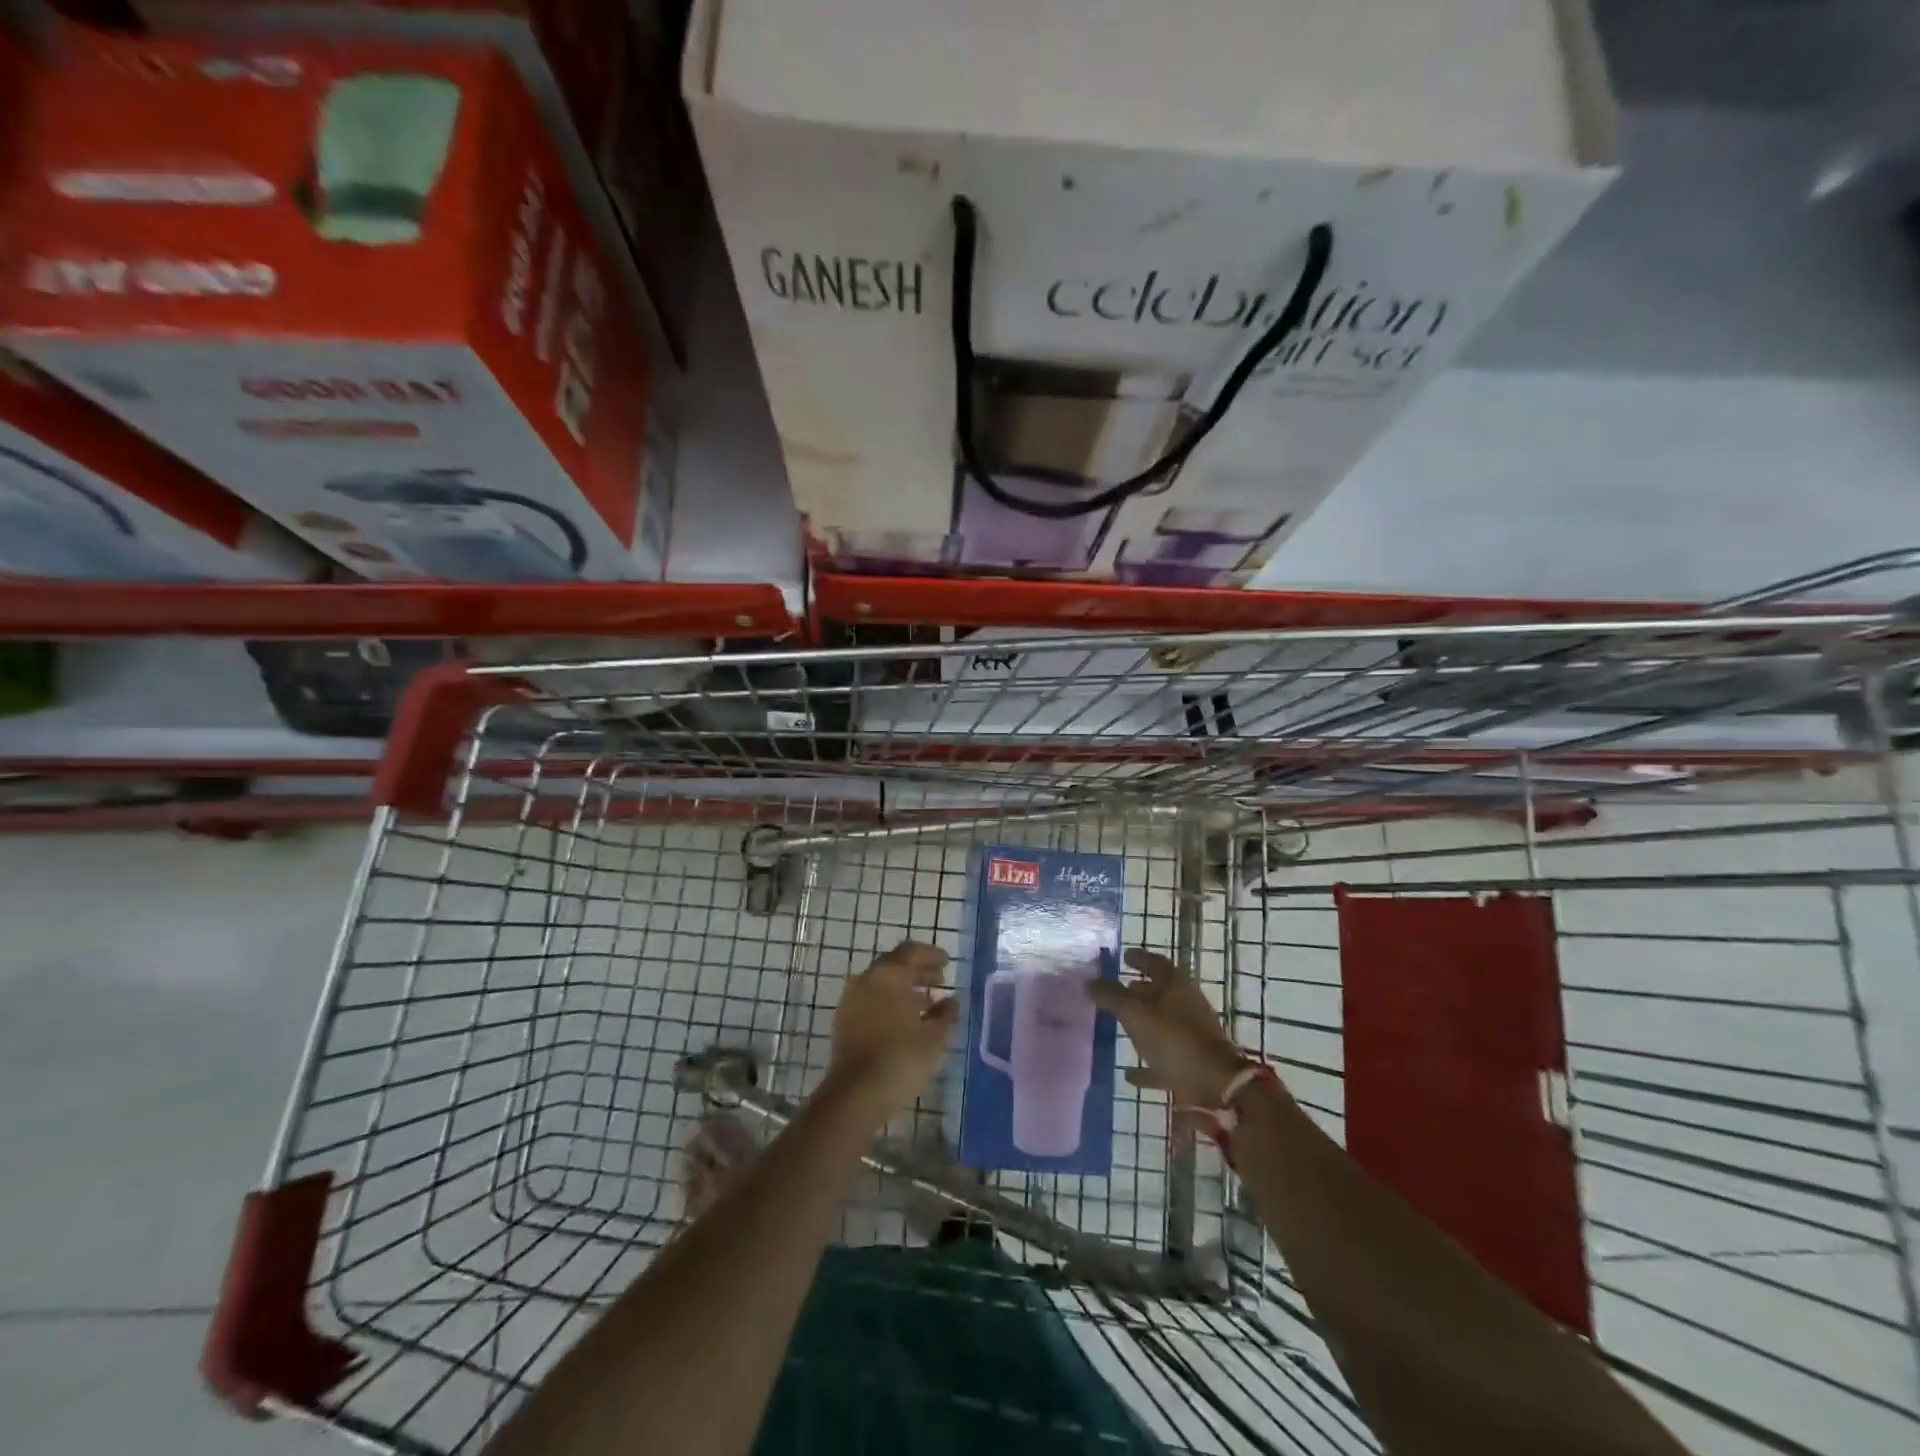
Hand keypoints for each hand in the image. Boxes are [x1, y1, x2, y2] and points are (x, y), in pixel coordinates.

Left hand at [829, 941, 958, 1116]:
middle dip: (918, 970)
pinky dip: (888, 1001)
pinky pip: (870, 999)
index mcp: (889, 974)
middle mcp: (867, 978)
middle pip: (895, 964)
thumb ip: (946, 1013)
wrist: (855, 1094)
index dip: (932, 955)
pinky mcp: (843, 1020)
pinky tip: (904, 1020)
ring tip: (925, 1002)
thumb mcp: (934, 1037)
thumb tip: (952, 1000)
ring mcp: (851, 999)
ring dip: (903, 987)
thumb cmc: (901, 1058)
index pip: (912, 952)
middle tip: (939, 980)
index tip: (947, 963)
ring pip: (881, 982)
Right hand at [1087, 948, 1249, 1105]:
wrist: (1214, 1083)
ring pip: (1163, 1023)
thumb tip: (1088, 981)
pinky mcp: (1193, 1062)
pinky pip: (1165, 1057)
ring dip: (1144, 1024)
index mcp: (1175, 984)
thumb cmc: (1172, 1037)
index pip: (1155, 962)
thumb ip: (1110, 996)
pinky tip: (1129, 1074)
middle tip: (1119, 990)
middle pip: (1161, 992)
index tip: (1124, 957)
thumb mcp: (1134, 1012)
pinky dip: (1148, 1063)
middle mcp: (1186, 1004)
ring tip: (1121, 1026)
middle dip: (1140, 990)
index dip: (1139, 958)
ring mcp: (1192, 1034)